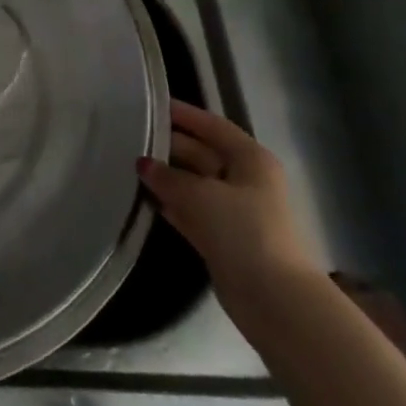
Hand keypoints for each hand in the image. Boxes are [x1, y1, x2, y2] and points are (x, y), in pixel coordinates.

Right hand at [137, 100, 315, 315]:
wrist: (276, 300)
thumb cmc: (243, 231)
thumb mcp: (199, 195)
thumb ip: (167, 176)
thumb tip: (143, 163)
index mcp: (251, 160)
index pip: (213, 126)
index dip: (184, 114)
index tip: (151, 105)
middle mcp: (246, 180)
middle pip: (202, 154)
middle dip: (169, 146)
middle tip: (129, 137)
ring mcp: (236, 212)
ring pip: (195, 184)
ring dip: (167, 177)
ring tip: (129, 165)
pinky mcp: (225, 239)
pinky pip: (192, 212)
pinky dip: (172, 205)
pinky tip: (146, 200)